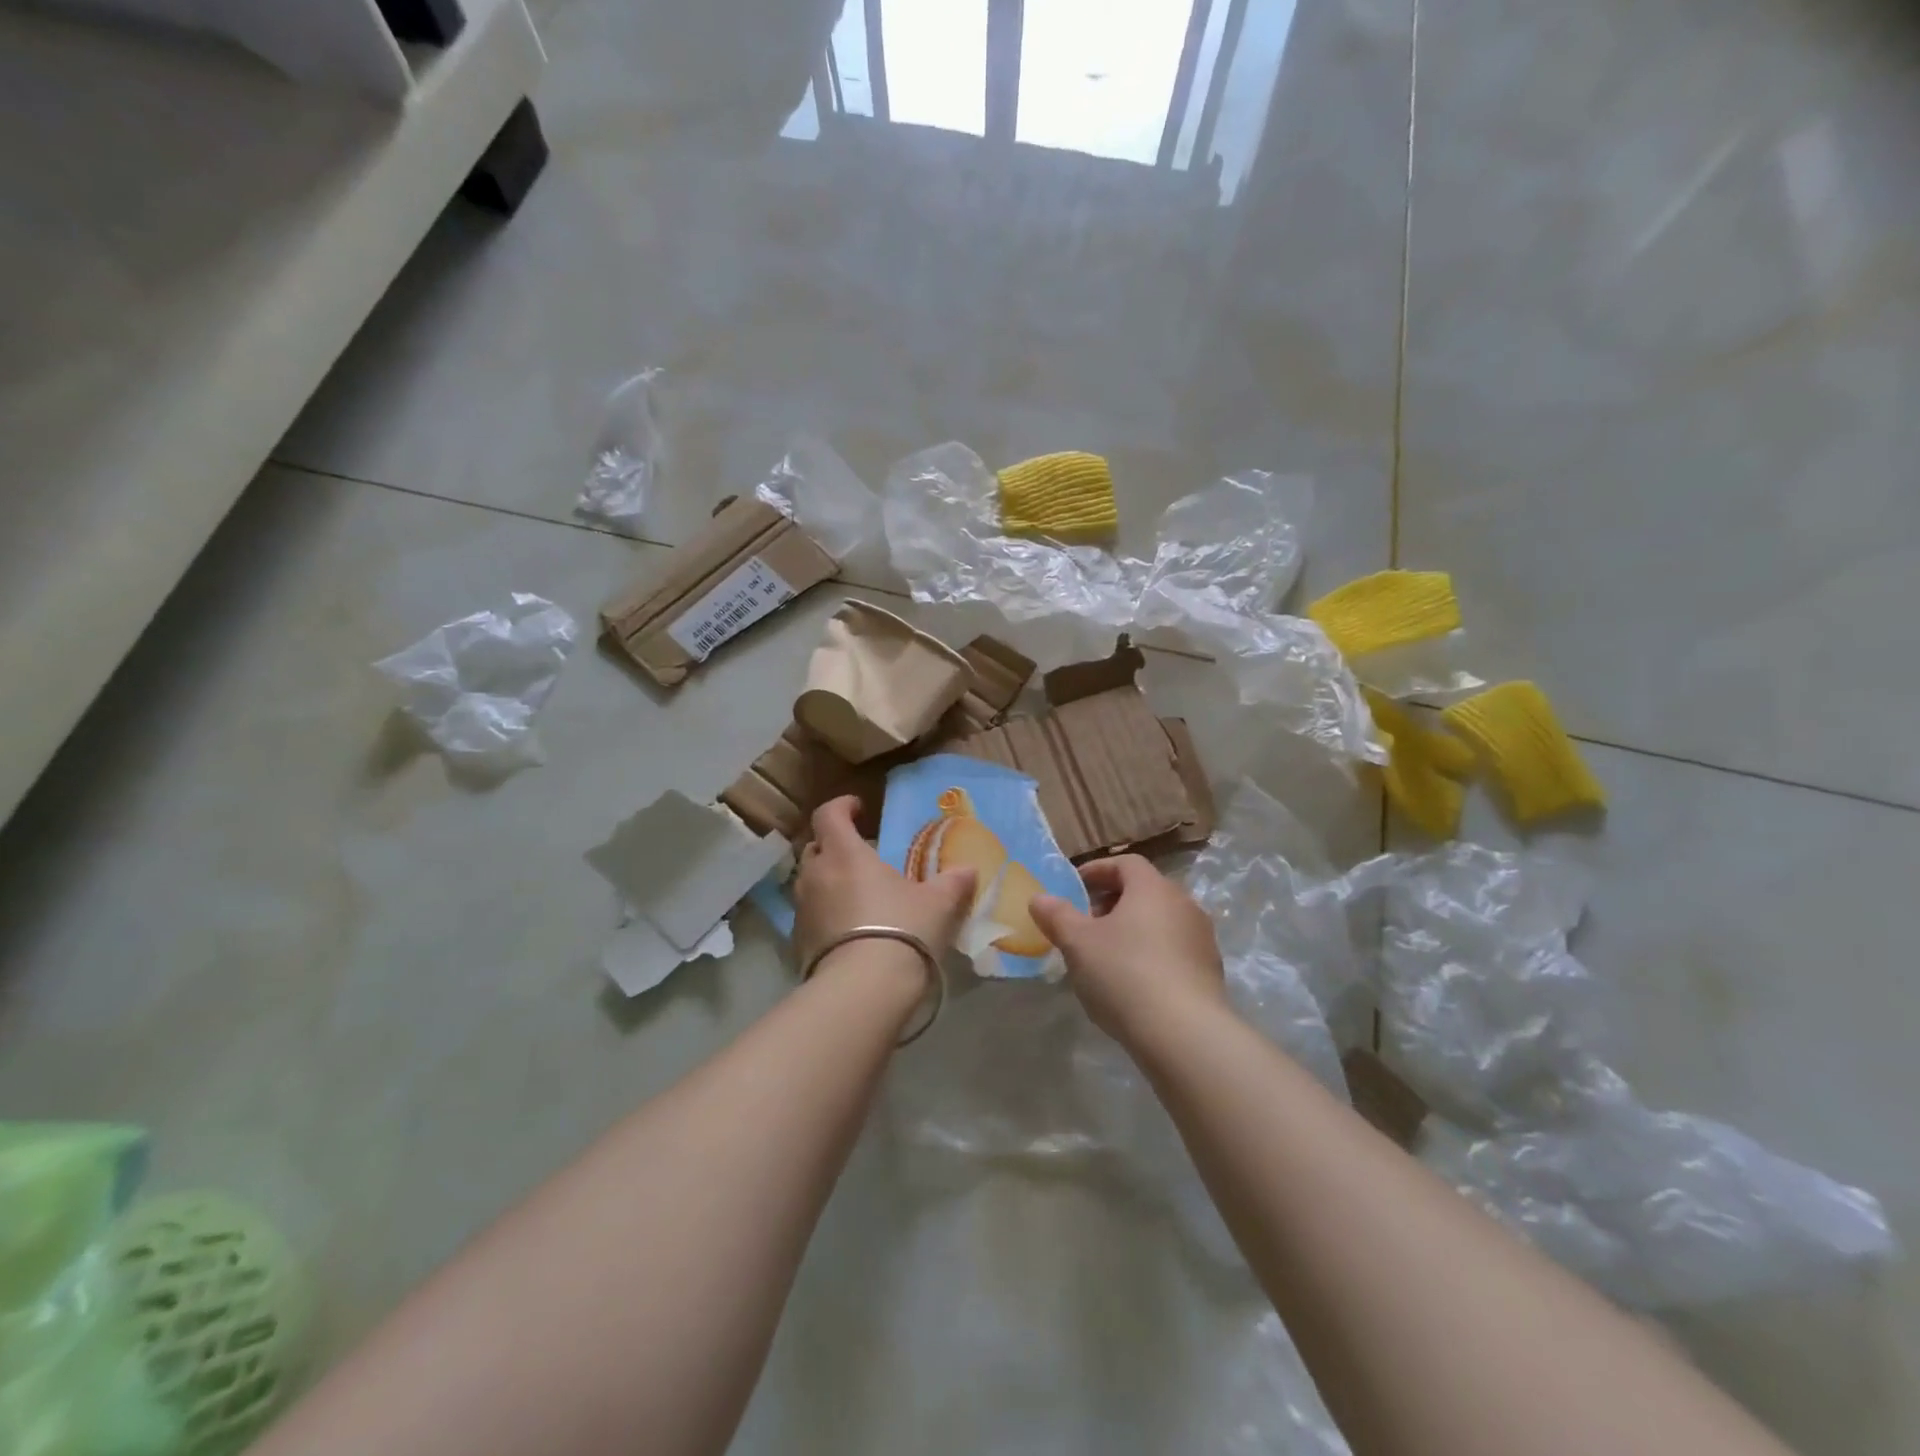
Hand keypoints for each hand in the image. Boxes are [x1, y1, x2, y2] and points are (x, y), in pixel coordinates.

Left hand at [793, 796, 976, 975]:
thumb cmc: (902, 928)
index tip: (858, 807)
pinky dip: (825, 912)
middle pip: (816, 847)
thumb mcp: (938, 904)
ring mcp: (802, 909)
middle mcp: (816, 874)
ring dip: (828, 880)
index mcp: (845, 853)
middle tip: (860, 854)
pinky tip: (848, 929)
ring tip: (855, 893)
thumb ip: (953, 883)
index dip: (841, 806)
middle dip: (834, 845)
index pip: (828, 814)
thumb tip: (969, 870)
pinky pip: (810, 914)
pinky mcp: (799, 941)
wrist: (864, 988)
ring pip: (810, 881)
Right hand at [1030, 855, 1225, 1045]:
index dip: (1097, 871)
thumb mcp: (1078, 943)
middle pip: (1144, 891)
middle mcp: (1183, 904)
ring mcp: (1202, 939)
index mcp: (1153, 888)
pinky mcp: (1210, 971)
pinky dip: (1150, 954)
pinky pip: (1173, 950)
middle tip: (1084, 925)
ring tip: (1105, 956)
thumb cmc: (1125, 974)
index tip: (1074, 889)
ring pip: (1160, 922)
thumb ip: (1057, 916)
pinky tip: (1132, 983)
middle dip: (1111, 903)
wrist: (1184, 1034)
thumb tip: (1039, 898)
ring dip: (1132, 930)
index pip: (1125, 863)